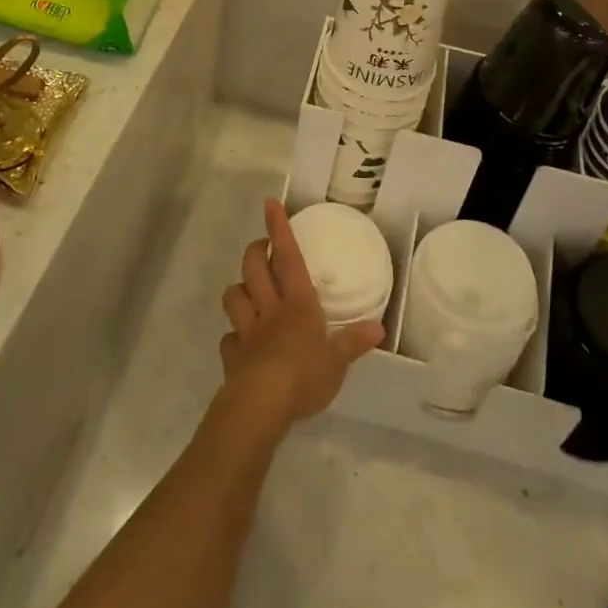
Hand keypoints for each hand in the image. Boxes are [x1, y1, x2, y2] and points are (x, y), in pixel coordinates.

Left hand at [219, 199, 382, 432]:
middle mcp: (269, 308)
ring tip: (248, 291)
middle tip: (263, 250)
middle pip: (253, 267)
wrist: (263, 403)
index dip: (279, 228)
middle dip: (256, 252)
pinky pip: (228, 339)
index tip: (269, 204)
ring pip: (233, 296)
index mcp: (297, 303)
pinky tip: (241, 343)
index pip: (288, 256)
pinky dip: (233, 337)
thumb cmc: (305, 374)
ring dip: (239, 290)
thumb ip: (354, 341)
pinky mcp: (233, 356)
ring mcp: (247, 330)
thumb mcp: (338, 360)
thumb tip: (378, 328)